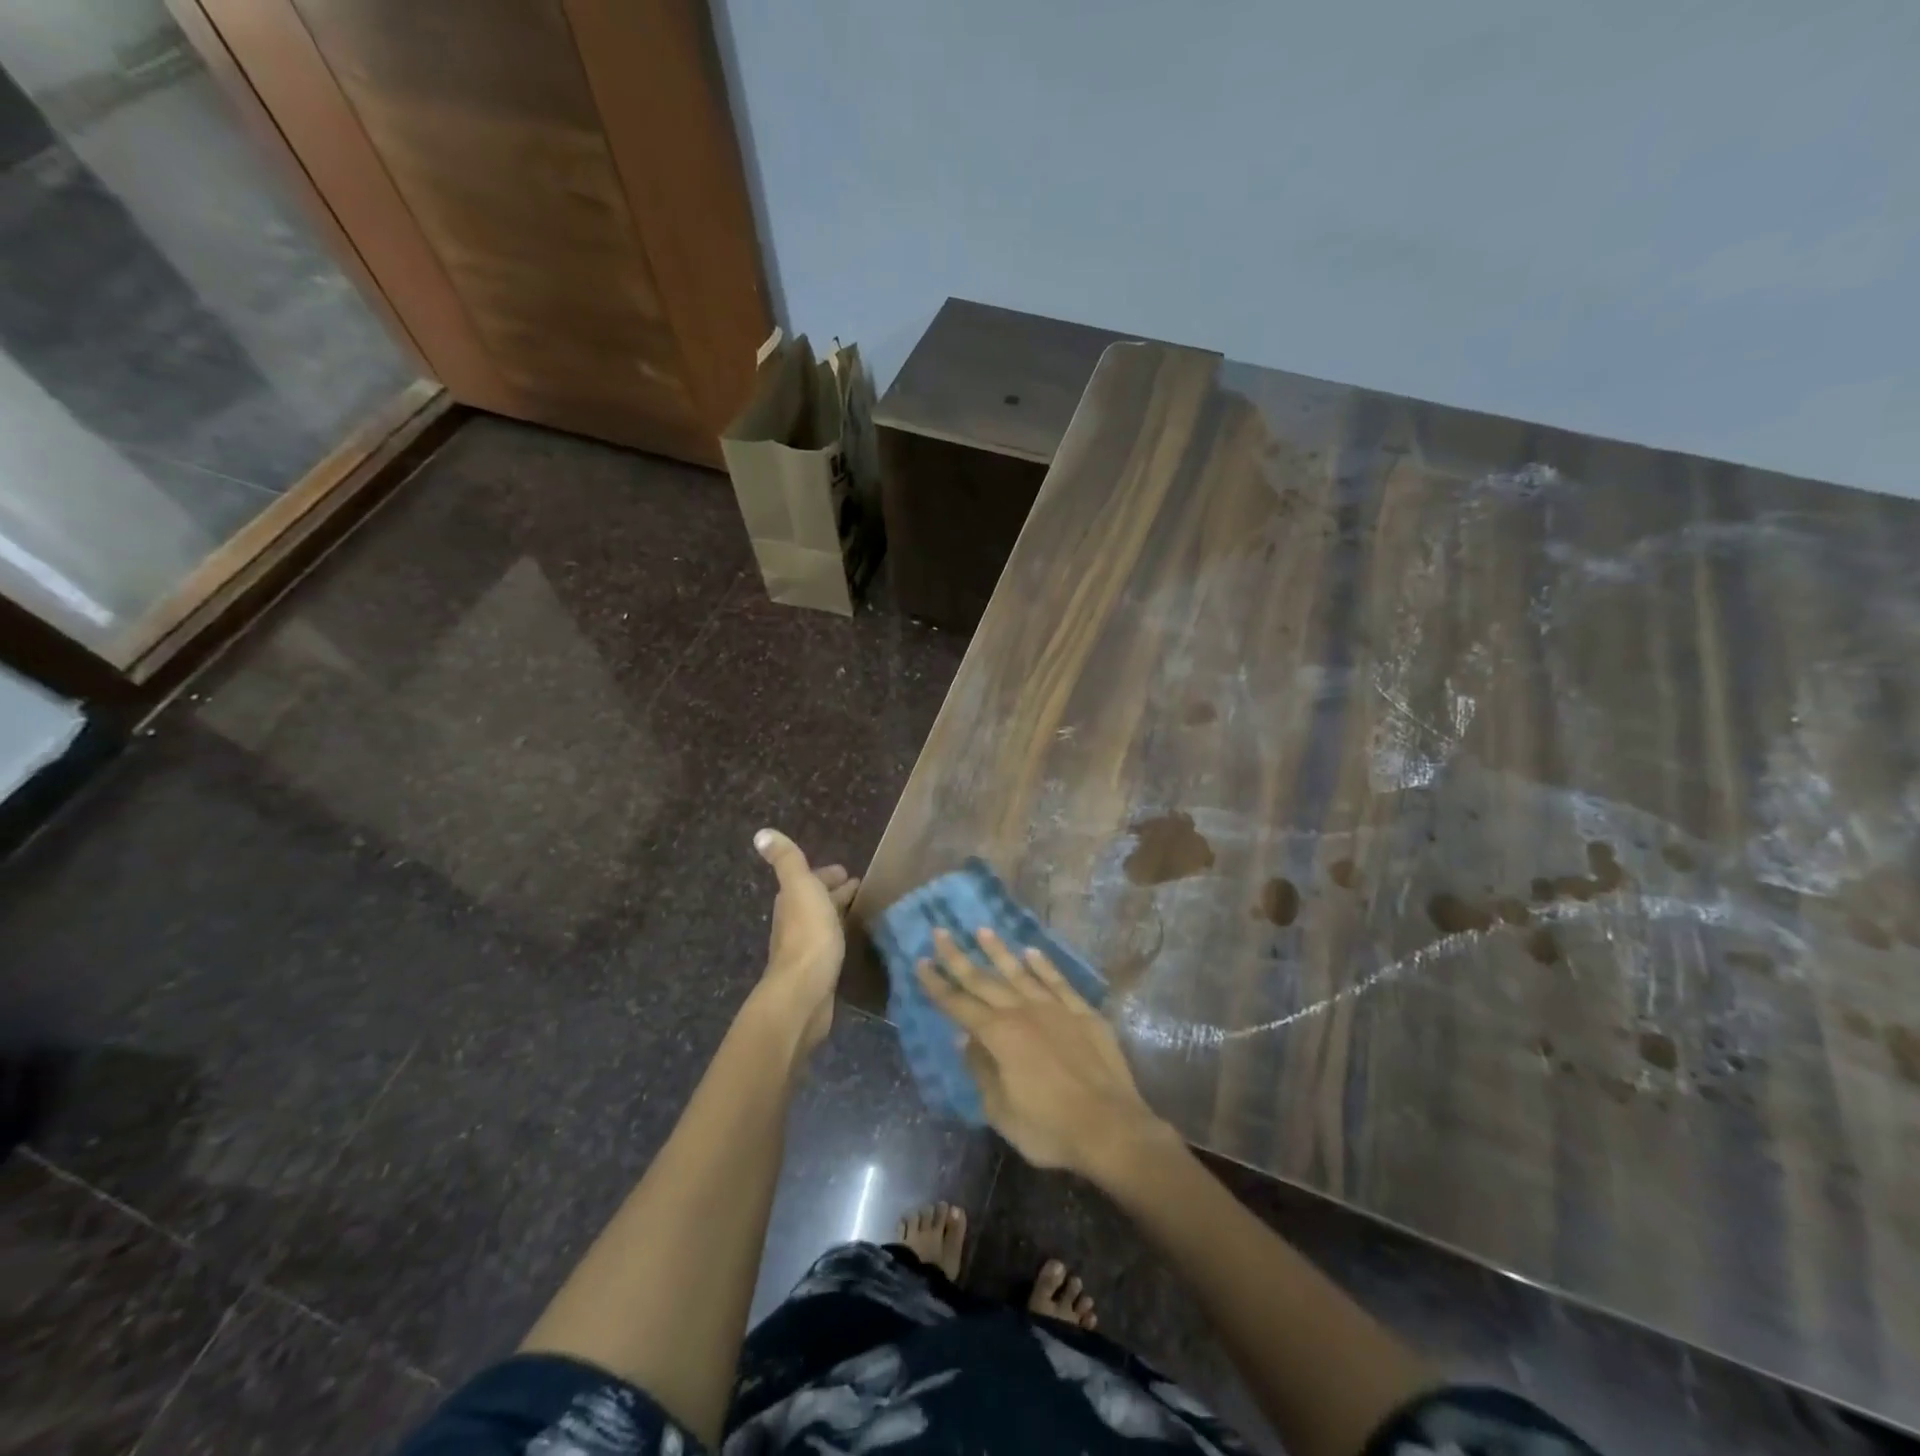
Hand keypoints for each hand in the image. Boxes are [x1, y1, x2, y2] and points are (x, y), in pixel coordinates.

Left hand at [753, 829, 857, 1053]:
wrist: (804, 991)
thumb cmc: (807, 935)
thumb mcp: (800, 888)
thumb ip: (787, 861)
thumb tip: (761, 833)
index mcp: (791, 901)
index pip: (810, 880)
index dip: (827, 875)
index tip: (849, 873)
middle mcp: (794, 923)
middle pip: (816, 901)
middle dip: (835, 892)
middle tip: (860, 888)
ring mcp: (806, 948)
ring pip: (824, 922)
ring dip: (839, 914)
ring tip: (861, 910)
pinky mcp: (819, 971)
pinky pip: (831, 945)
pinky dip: (841, 935)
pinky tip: (852, 940)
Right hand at [917, 928, 1170, 1179]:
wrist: (1110, 1128)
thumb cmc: (1049, 1128)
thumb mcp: (1001, 1110)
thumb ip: (981, 1069)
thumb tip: (965, 1038)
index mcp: (999, 1036)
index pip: (959, 1005)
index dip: (937, 984)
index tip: (921, 962)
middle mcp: (1023, 1012)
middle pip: (984, 980)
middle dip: (958, 957)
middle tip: (940, 931)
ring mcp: (1055, 1008)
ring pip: (1020, 972)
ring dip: (999, 951)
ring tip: (982, 930)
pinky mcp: (1083, 1012)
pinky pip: (1058, 981)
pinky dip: (1044, 965)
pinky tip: (1032, 952)